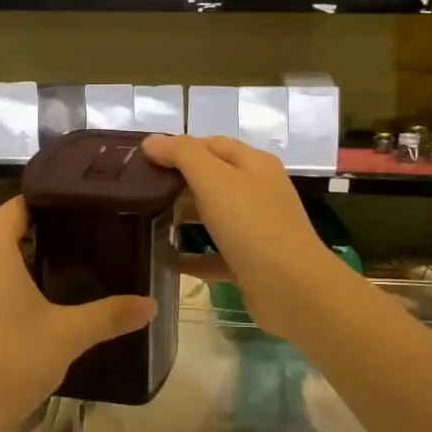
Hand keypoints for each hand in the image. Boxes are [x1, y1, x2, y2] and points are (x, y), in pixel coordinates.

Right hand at [140, 134, 349, 341]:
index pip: (211, 144)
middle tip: (138, 191)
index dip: (178, 147)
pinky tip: (165, 260)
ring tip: (145, 221)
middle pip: (212, 179)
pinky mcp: (249, 263)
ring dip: (182, 218)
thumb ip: (182, 155)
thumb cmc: (252, 226)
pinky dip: (191, 256)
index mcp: (254, 165)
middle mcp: (257, 192)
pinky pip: (214, 254)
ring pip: (212, 216)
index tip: (142, 160)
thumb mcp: (215, 180)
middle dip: (176, 182)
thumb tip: (151, 141)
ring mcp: (255, 229)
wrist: (292, 290)